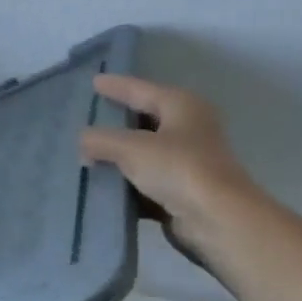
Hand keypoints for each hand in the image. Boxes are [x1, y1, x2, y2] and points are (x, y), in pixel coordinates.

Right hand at [79, 74, 253, 265]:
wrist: (217, 219)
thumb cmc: (178, 168)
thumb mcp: (132, 148)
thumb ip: (102, 140)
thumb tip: (83, 140)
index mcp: (181, 105)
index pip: (141, 89)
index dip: (116, 85)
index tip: (93, 81)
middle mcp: (189, 128)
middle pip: (145, 119)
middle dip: (117, 121)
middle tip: (88, 117)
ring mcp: (188, 161)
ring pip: (146, 152)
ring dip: (120, 156)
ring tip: (87, 153)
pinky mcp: (184, 191)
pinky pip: (148, 180)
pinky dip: (128, 182)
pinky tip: (104, 185)